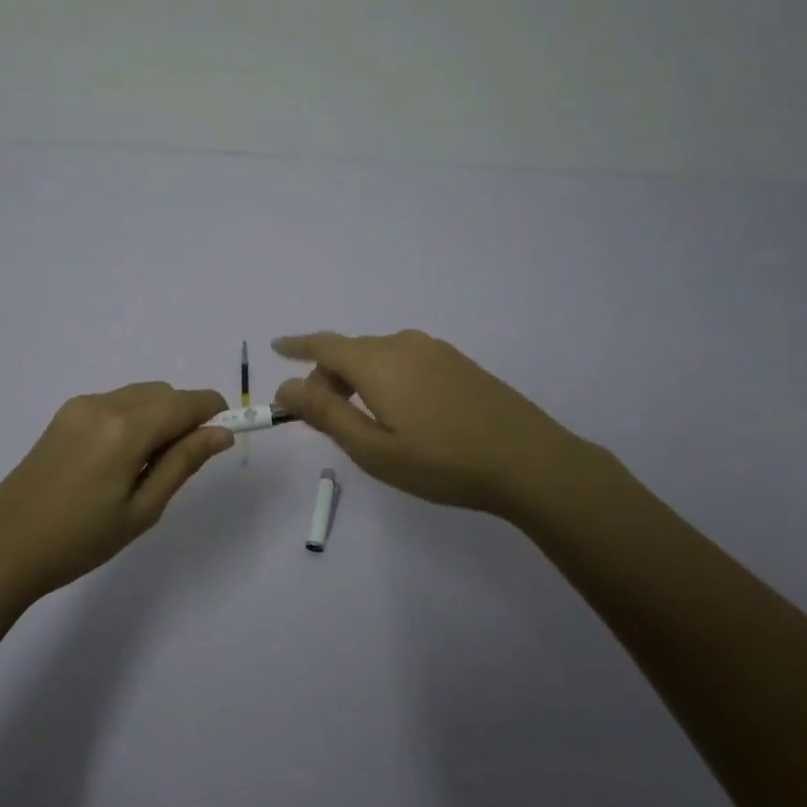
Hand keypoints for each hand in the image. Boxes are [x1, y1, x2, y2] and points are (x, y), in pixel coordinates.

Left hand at [0, 383, 232, 596]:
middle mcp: (103, 405)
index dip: (212, 411)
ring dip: (159, 415)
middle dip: (185, 415)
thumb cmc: (80, 540)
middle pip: (163, 393)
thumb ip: (183, 463)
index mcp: (125, 429)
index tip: (226, 432)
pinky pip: (115, 403)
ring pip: (139, 395)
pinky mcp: (64, 415)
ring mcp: (80, 407)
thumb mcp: (142, 510)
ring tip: (148, 465)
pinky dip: (133, 417)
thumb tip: (221, 433)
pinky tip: (121, 458)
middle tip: (183, 462)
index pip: (185, 402)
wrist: (5, 548)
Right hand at [272, 330, 601, 522]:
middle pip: (350, 352)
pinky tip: (403, 412)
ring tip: (363, 420)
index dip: (297, 346)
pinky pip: (406, 360)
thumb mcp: (373, 449)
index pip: (323, 345)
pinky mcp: (458, 362)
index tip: (277, 348)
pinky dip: (387, 378)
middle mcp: (403, 344)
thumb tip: (286, 387)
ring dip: (358, 379)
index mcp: (376, 362)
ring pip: (379, 356)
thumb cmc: (442, 462)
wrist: (529, 460)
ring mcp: (435, 350)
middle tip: (322, 418)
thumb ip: (326, 414)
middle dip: (328, 378)